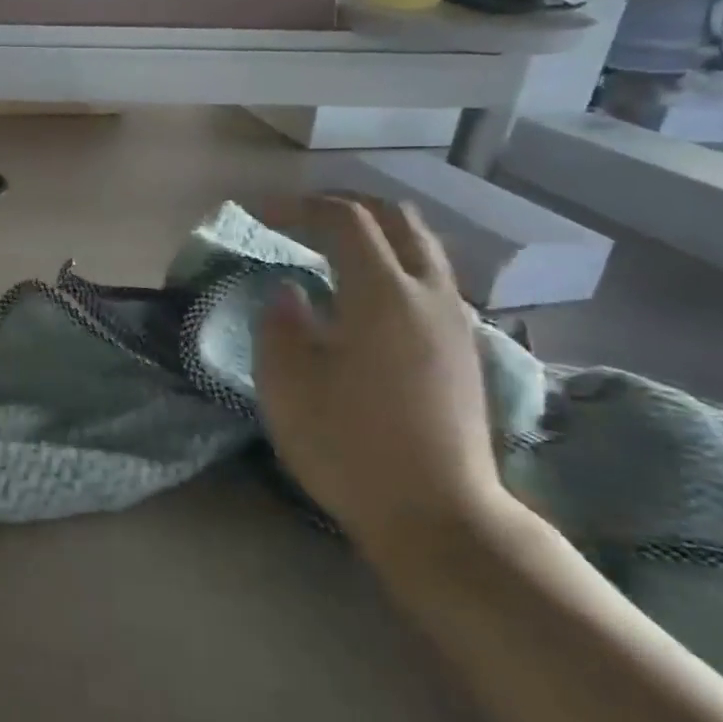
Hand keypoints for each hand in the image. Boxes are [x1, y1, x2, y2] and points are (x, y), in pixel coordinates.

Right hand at [256, 196, 508, 555]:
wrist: (438, 516)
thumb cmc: (349, 445)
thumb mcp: (287, 383)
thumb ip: (281, 322)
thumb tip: (290, 292)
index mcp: (383, 294)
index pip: (345, 220)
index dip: (298, 207)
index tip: (259, 215)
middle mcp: (429, 294)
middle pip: (397, 219)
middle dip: (345, 206)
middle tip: (300, 218)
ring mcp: (454, 322)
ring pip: (421, 248)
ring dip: (374, 234)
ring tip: (329, 251)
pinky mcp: (463, 350)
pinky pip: (430, 279)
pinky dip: (393, 264)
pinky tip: (364, 296)